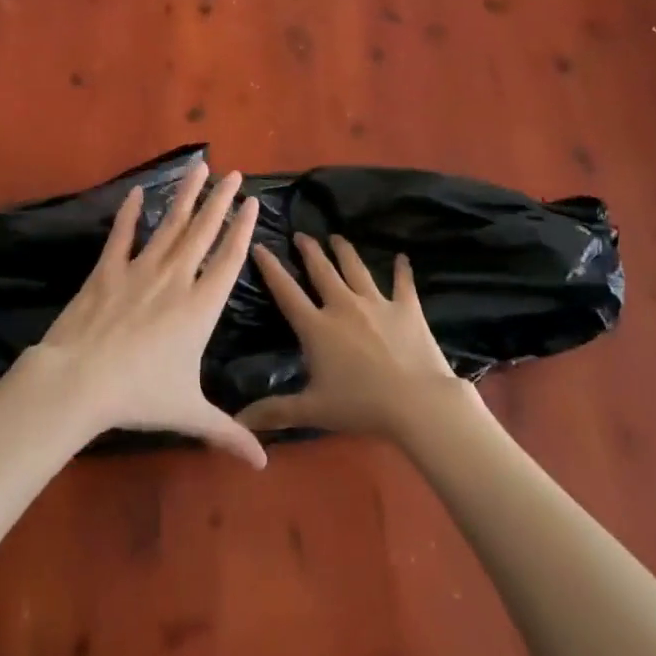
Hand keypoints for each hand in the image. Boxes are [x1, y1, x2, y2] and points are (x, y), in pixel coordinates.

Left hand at [18, 163, 266, 467]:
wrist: (81, 380)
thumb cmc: (140, 396)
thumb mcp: (190, 414)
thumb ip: (228, 433)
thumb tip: (263, 465)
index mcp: (200, 307)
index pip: (229, 259)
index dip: (242, 229)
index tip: (251, 202)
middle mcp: (176, 279)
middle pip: (203, 231)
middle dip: (220, 200)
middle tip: (233, 172)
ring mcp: (140, 270)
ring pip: (170, 225)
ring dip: (185, 195)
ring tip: (198, 167)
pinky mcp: (108, 271)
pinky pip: (123, 236)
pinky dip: (130, 214)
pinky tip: (138, 192)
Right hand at [237, 235, 462, 440]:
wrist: (417, 403)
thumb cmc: (361, 406)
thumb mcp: (313, 411)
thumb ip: (275, 411)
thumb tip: (239, 420)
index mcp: (317, 327)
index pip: (286, 292)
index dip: (271, 268)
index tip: (260, 246)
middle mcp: (344, 305)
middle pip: (322, 270)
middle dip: (309, 250)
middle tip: (301, 235)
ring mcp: (377, 303)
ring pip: (356, 269)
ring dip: (345, 251)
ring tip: (337, 237)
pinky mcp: (407, 308)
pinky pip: (403, 283)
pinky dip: (402, 270)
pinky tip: (402, 258)